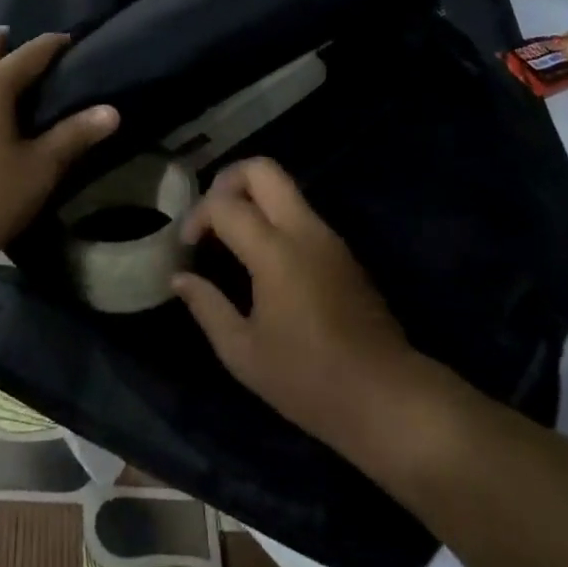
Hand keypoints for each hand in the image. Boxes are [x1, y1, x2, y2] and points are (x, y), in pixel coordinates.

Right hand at [172, 158, 440, 460]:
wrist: (387, 396)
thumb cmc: (308, 380)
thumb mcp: (243, 352)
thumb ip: (207, 306)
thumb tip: (180, 278)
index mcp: (276, 252)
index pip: (225, 205)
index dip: (197, 217)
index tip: (186, 246)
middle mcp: (304, 231)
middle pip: (263, 170)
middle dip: (227, 180)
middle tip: (210, 216)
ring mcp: (329, 237)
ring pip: (285, 188)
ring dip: (252, 197)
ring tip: (229, 236)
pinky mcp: (342, 251)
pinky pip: (300, 213)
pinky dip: (272, 216)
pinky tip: (259, 256)